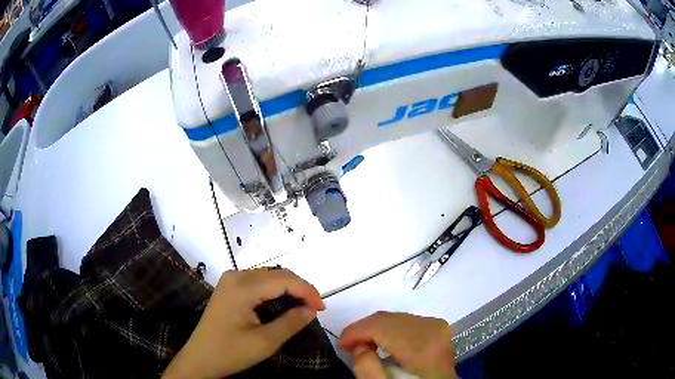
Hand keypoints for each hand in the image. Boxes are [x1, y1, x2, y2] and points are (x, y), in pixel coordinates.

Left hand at [163, 268, 324, 378]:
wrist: (200, 359)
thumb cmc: (230, 352)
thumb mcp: (265, 342)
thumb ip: (291, 322)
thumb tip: (311, 309)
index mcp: (243, 286)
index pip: (284, 279)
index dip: (307, 291)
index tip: (322, 308)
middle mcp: (236, 275)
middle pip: (276, 273)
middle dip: (299, 288)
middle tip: (315, 309)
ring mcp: (230, 280)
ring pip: (268, 276)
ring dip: (288, 288)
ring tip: (302, 307)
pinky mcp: (229, 288)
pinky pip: (258, 282)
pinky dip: (274, 291)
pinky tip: (282, 304)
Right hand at [339, 312, 455, 378]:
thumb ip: (368, 368)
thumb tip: (359, 345)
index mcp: (423, 346)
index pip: (382, 326)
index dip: (356, 332)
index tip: (340, 345)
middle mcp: (433, 329)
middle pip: (388, 319)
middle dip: (363, 329)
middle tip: (348, 346)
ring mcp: (438, 326)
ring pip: (395, 317)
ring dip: (374, 329)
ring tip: (361, 345)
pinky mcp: (437, 328)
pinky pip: (405, 320)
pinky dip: (388, 329)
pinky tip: (380, 342)